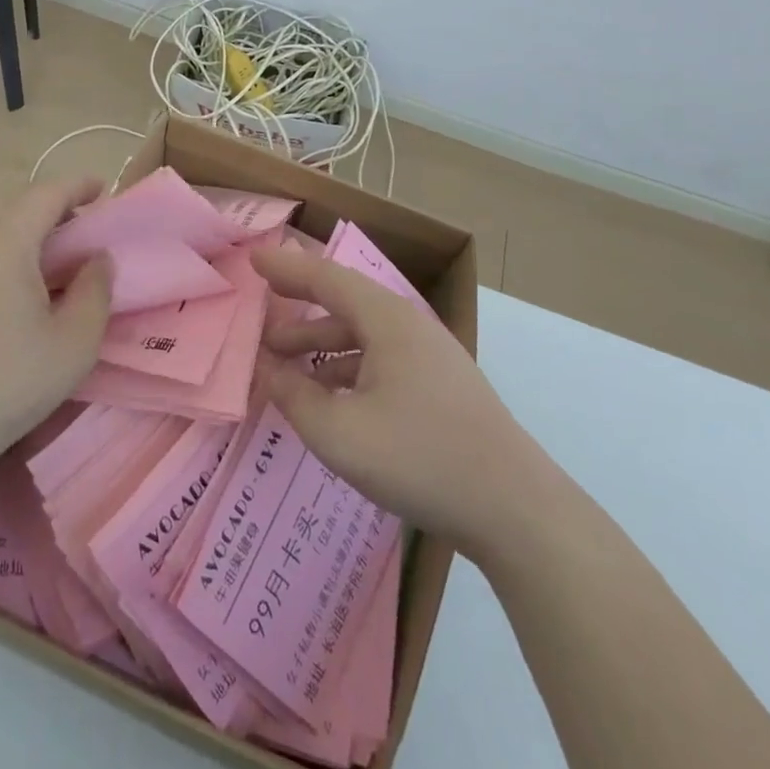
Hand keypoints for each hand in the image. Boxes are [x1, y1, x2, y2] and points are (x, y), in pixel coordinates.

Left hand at [0, 176, 112, 476]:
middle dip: (53, 212)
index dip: (78, 186)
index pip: (47, 193)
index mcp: (5, 240)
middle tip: (81, 235)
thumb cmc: (6, 382)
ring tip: (49, 266)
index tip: (102, 188)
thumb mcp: (74, 342)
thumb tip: (97, 259)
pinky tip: (9, 296)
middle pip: (16, 208)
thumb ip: (95, 291)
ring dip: (24, 237)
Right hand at [252, 247, 544, 551]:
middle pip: (345, 303)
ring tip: (284, 366)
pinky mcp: (440, 388)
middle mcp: (409, 326)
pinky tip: (330, 398)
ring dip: (320, 345)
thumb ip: (294, 396)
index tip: (253, 258)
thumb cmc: (421, 459)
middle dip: (299, 311)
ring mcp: (430, 357)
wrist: (516, 511)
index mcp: (387, 320)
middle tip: (260, 323)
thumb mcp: (340, 433)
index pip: (326, 278)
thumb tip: (266, 368)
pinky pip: (380, 361)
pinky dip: (346, 369)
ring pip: (363, 336)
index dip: (287, 267)